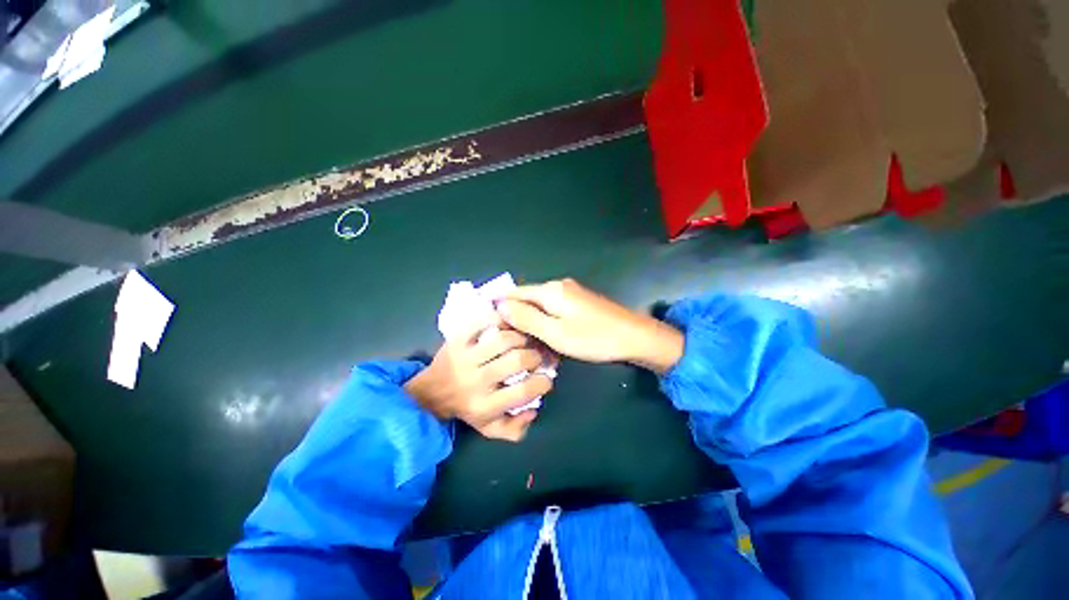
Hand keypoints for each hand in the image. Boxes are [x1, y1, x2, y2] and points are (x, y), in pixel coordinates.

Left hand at [404, 315, 551, 441]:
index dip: (542, 383)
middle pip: (516, 361)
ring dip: (522, 337)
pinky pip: (483, 322)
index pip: (522, 393)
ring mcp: (465, 357)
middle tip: (538, 355)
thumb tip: (533, 410)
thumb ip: (515, 428)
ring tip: (526, 339)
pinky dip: (500, 319)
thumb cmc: (467, 408)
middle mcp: (475, 381)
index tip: (546, 378)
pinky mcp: (458, 339)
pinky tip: (509, 323)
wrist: (431, 393)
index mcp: (484, 406)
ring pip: (503, 339)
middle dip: (535, 356)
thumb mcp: (490, 429)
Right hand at [498, 279, 683, 373]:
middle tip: (510, 341)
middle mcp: (558, 286)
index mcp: (550, 290)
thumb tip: (501, 305)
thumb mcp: (555, 332)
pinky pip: (555, 310)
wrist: (634, 337)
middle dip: (517, 318)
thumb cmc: (593, 337)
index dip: (501, 307)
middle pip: (528, 299)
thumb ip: (526, 318)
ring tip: (527, 344)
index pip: (515, 293)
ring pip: (541, 306)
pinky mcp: (580, 303)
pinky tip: (548, 339)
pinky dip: (547, 323)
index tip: (491, 326)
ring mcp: (571, 293)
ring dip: (533, 323)